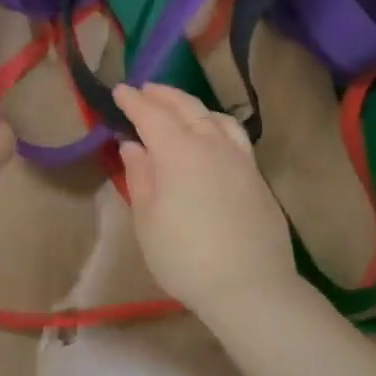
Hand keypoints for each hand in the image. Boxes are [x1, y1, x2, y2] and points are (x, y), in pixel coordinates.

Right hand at [112, 83, 297, 314]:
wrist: (249, 285)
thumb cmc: (185, 257)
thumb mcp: (148, 221)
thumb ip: (140, 178)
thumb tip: (133, 146)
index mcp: (178, 152)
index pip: (151, 115)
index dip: (133, 102)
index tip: (119, 91)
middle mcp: (211, 144)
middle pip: (186, 108)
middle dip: (162, 95)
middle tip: (144, 90)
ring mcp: (239, 158)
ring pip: (213, 117)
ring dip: (191, 105)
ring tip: (177, 107)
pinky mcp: (256, 175)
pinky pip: (233, 134)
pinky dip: (215, 122)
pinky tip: (213, 133)